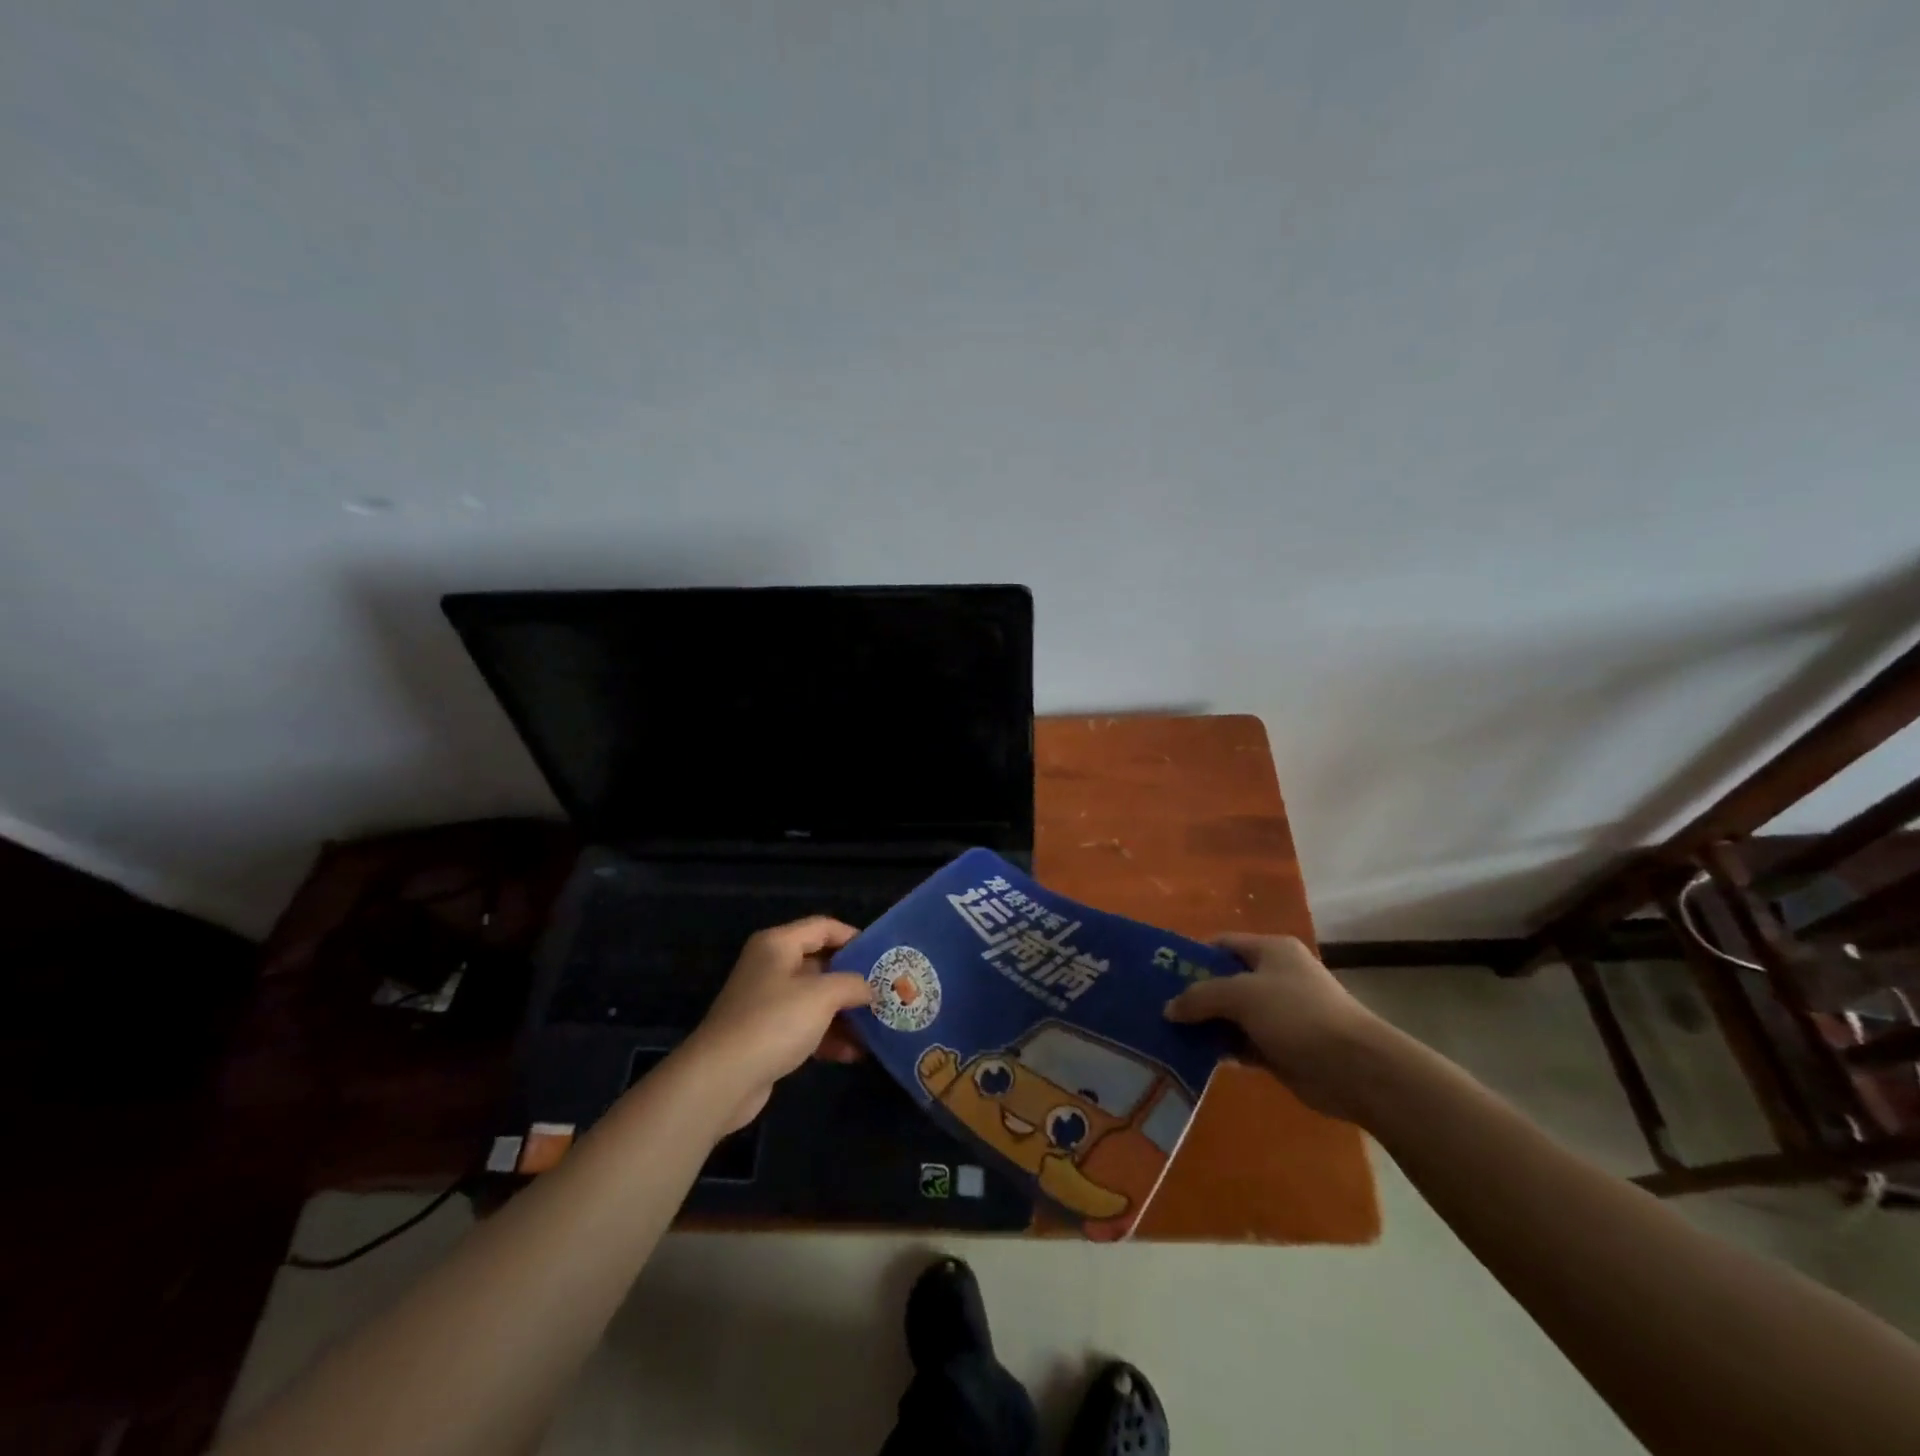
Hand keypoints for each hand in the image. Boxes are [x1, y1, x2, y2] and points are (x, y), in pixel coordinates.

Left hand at [682, 916, 873, 1130]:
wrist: (721, 1079)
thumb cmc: (774, 1022)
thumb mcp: (822, 995)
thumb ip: (853, 984)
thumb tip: (870, 988)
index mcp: (778, 944)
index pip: (823, 927)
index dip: (854, 937)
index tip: (883, 955)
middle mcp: (770, 966)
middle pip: (821, 964)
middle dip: (854, 980)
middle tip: (887, 992)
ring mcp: (766, 1002)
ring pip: (815, 999)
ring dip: (845, 1013)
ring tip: (878, 1027)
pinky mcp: (766, 1035)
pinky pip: (805, 1027)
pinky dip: (828, 1037)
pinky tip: (854, 1054)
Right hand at [1164, 933, 1392, 1121]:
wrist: (1355, 1069)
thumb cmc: (1297, 1015)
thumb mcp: (1241, 995)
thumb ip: (1200, 997)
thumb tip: (1168, 1008)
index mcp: (1271, 951)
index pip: (1222, 944)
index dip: (1193, 956)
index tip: (1162, 975)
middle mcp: (1275, 977)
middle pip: (1225, 981)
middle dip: (1195, 995)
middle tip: (1159, 1008)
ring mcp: (1280, 1014)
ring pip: (1231, 1015)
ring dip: (1206, 1025)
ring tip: (1168, 1035)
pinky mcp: (1282, 1048)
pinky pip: (1242, 1043)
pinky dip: (1222, 1049)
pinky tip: (1195, 1057)